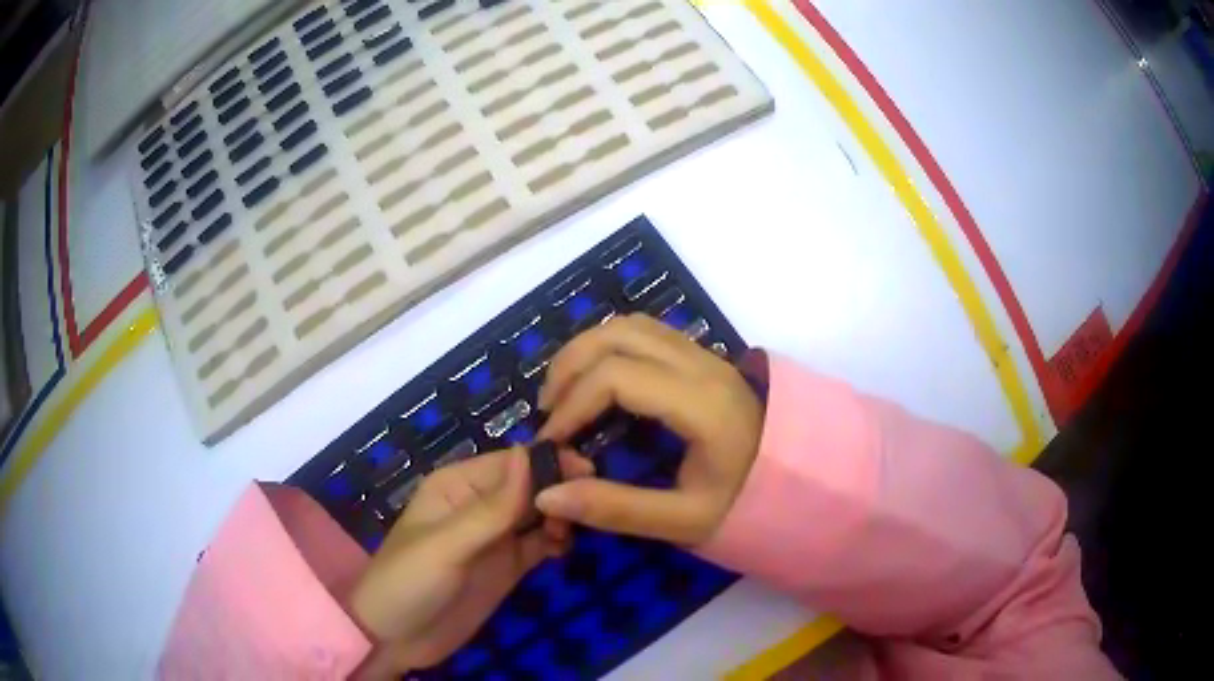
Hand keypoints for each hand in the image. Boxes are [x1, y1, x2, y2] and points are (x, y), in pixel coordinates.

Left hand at [348, 447, 592, 677]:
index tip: (588, 471)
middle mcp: (479, 504)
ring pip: (538, 513)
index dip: (547, 462)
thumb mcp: (447, 544)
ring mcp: (495, 538)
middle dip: (559, 488)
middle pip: (529, 485)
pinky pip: (539, 544)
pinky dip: (556, 541)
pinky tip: (565, 547)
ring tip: (573, 531)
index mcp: (458, 485)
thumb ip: (492, 506)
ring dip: (560, 516)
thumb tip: (530, 452)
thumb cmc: (410, 582)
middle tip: (590, 505)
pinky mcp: (506, 567)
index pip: (511, 462)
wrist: (395, 638)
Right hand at [536, 314, 763, 545]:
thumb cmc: (747, 504)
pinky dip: (609, 347)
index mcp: (701, 404)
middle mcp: (702, 365)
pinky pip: (645, 332)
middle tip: (547, 410)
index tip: (552, 441)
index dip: (572, 404)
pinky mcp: (703, 358)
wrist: (800, 480)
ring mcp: (705, 355)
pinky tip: (598, 381)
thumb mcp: (683, 521)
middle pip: (618, 334)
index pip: (617, 376)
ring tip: (564, 391)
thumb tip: (547, 496)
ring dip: (586, 350)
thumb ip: (615, 510)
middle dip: (569, 366)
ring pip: (630, 325)